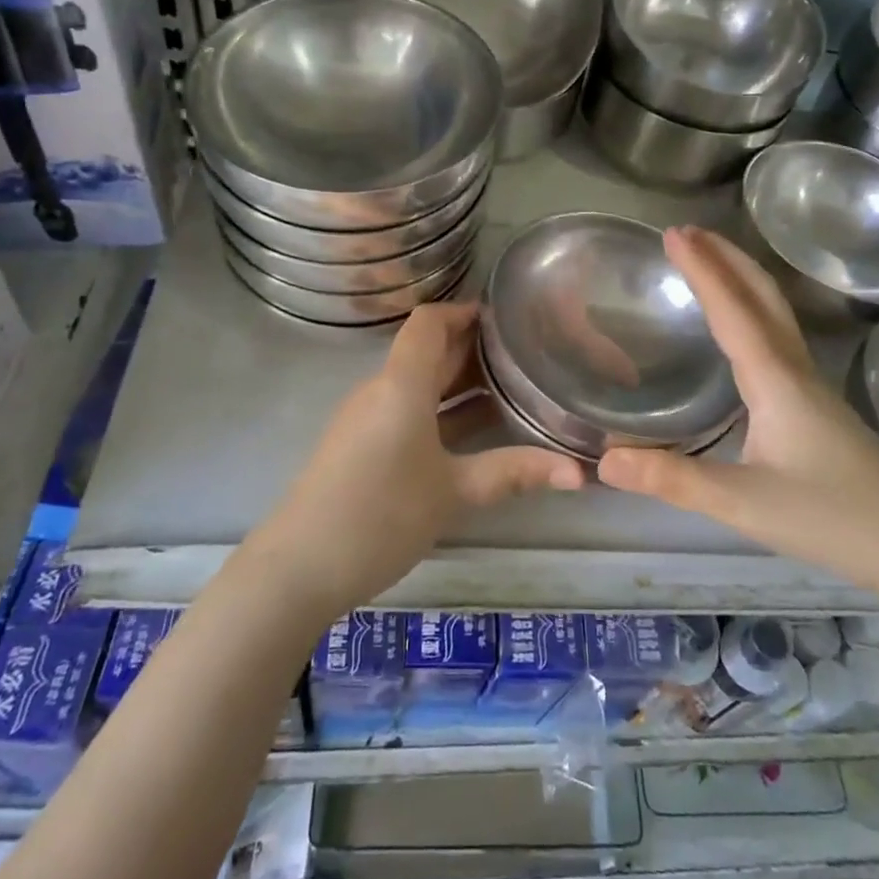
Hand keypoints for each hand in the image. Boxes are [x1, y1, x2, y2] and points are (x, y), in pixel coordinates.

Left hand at [242, 303, 583, 617]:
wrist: (299, 566)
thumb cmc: (381, 515)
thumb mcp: (453, 493)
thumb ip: (513, 473)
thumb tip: (579, 472)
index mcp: (401, 384)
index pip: (429, 322)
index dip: (464, 312)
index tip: (505, 318)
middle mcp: (381, 389)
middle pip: (427, 351)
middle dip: (472, 347)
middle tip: (522, 353)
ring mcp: (366, 418)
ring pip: (418, 383)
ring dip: (458, 381)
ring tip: (509, 388)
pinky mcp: (359, 444)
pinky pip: (406, 408)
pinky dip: (440, 408)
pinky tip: (471, 431)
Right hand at [597, 227, 878, 597]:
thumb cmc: (835, 519)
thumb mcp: (743, 503)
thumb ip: (673, 480)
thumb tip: (603, 460)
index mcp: (775, 380)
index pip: (732, 310)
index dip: (701, 270)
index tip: (672, 234)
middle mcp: (795, 371)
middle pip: (762, 296)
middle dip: (725, 258)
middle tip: (687, 232)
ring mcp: (812, 387)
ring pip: (775, 314)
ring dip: (741, 279)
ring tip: (711, 264)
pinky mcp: (818, 406)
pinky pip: (778, 338)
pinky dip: (752, 311)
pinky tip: (742, 333)